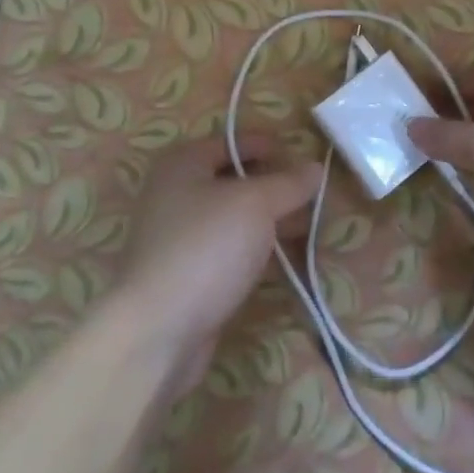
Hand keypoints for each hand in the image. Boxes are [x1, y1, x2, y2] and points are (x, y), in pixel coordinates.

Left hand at [114, 134, 319, 396]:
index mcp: (183, 162)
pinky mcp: (186, 273)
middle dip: (274, 186)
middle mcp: (175, 192)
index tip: (306, 160)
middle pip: (233, 178)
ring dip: (268, 219)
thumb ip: (288, 183)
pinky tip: (283, 258)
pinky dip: (254, 248)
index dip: (270, 146)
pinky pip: (228, 248)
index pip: (234, 141)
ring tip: (308, 226)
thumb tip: (316, 167)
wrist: (157, 331)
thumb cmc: (206, 247)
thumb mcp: (256, 204)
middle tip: (313, 196)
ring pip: (233, 216)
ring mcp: (179, 235)